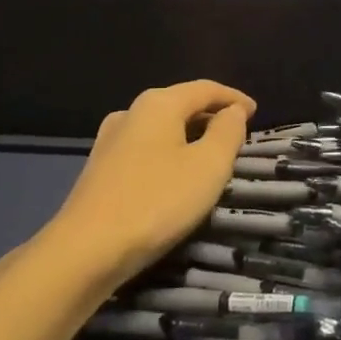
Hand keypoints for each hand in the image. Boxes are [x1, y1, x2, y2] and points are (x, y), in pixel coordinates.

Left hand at [47, 80, 254, 281]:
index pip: (205, 88)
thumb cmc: (156, 202)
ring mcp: (109, 140)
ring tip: (208, 154)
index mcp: (159, 103)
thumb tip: (233, 111)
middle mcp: (131, 112)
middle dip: (210, 115)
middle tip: (236, 134)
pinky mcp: (99, 168)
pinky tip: (174, 174)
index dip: (233, 98)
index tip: (256, 112)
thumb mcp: (208, 166)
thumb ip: (227, 133)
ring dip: (188, 135)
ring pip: (160, 127)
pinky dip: (168, 152)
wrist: (84, 251)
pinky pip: (145, 148)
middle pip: (180, 104)